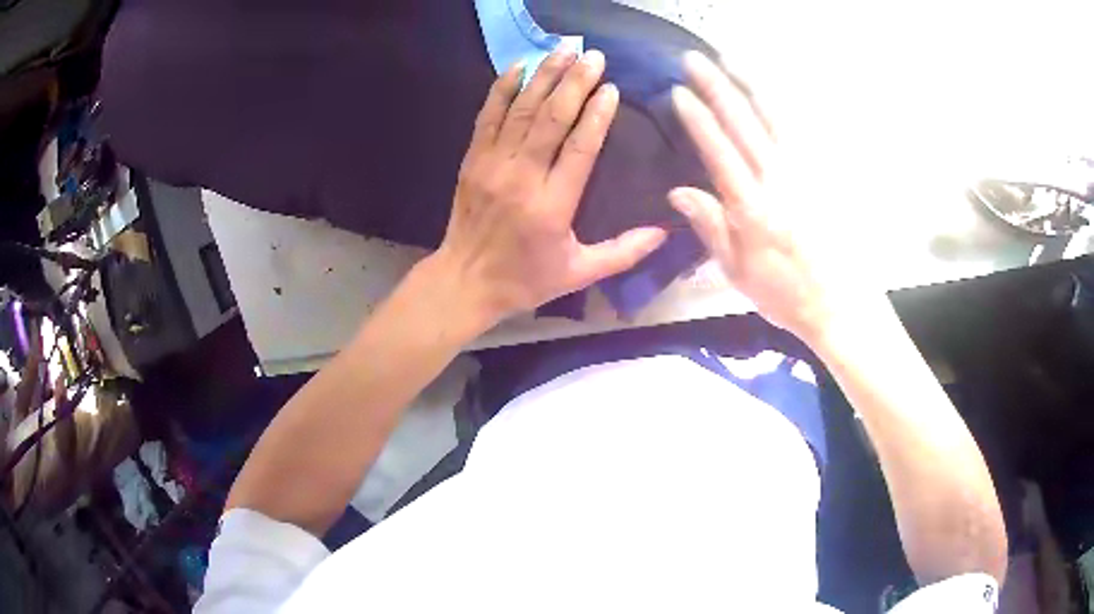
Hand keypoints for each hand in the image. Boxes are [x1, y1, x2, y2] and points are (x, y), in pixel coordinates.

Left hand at [434, 48, 666, 325]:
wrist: (464, 281)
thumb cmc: (525, 279)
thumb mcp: (579, 274)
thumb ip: (623, 252)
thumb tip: (665, 232)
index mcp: (552, 206)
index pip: (580, 148)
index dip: (597, 115)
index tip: (611, 88)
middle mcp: (521, 178)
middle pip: (551, 118)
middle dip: (575, 82)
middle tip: (593, 56)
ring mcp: (492, 164)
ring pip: (522, 110)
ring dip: (544, 76)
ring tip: (564, 49)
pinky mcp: (472, 160)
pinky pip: (488, 115)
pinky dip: (502, 88)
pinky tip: (519, 66)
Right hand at [669, 52, 860, 342]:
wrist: (841, 304)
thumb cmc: (785, 293)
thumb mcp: (737, 271)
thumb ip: (710, 227)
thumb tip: (678, 190)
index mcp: (752, 208)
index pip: (719, 151)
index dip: (697, 119)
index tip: (678, 91)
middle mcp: (779, 181)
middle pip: (743, 123)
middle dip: (716, 87)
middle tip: (693, 59)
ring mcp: (806, 172)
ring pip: (775, 116)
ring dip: (750, 83)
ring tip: (730, 58)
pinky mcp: (825, 173)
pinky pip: (804, 130)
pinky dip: (785, 104)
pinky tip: (773, 87)